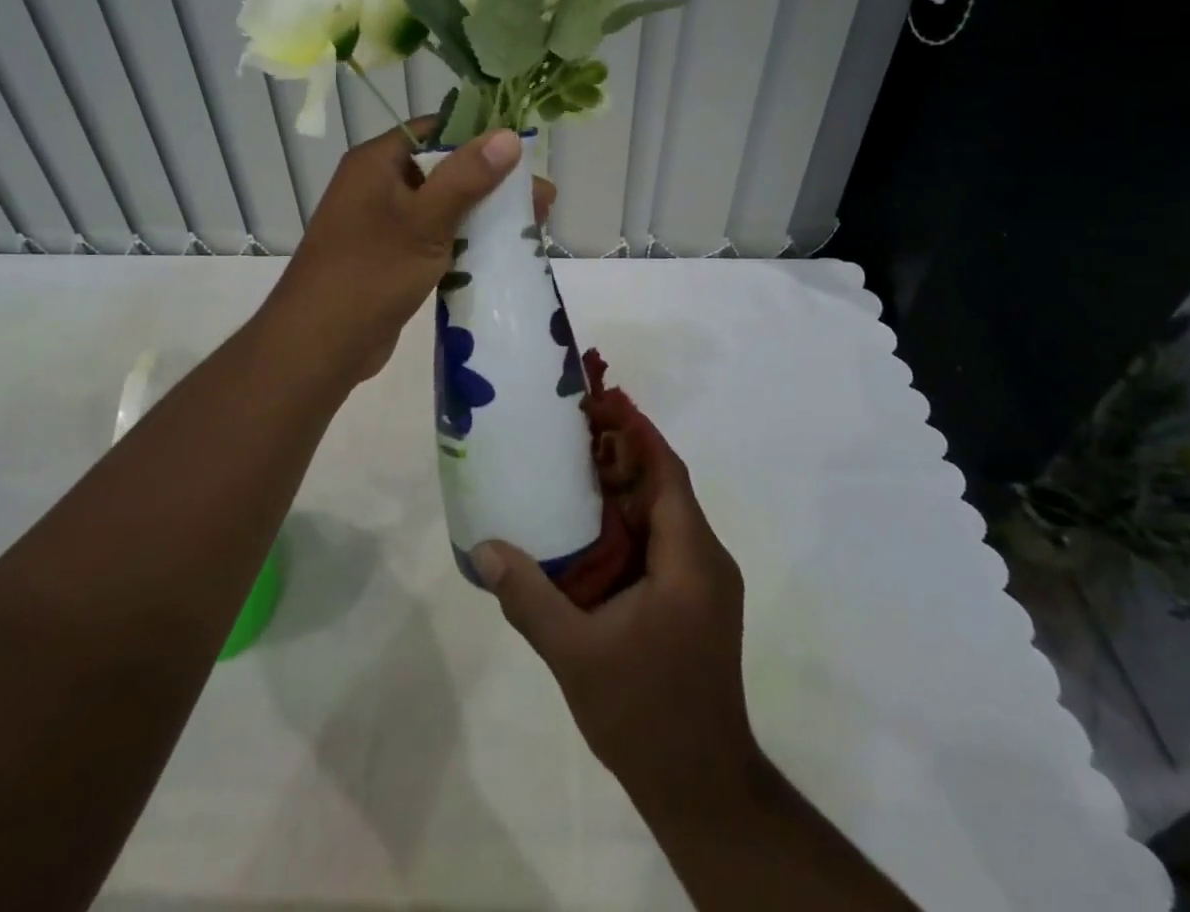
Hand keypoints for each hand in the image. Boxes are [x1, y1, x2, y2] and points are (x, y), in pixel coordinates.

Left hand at [267, 121, 554, 383]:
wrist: (320, 345)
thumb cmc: (371, 272)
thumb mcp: (425, 220)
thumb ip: (467, 177)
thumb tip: (508, 135)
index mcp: (377, 162)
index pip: (435, 130)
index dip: (480, 136)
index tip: (524, 152)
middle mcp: (378, 185)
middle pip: (444, 171)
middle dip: (493, 184)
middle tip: (543, 201)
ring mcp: (383, 224)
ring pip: (442, 208)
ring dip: (483, 216)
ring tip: (532, 227)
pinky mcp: (391, 258)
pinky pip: (434, 239)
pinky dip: (464, 243)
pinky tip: (500, 253)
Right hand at [471, 442, 757, 814]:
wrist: (702, 789)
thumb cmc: (645, 714)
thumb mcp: (576, 655)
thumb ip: (530, 597)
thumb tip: (484, 548)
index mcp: (690, 560)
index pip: (667, 472)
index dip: (635, 432)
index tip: (597, 402)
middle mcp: (705, 559)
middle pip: (663, 486)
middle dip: (619, 454)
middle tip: (565, 430)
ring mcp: (703, 582)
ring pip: (660, 513)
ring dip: (620, 488)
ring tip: (566, 466)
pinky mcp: (693, 601)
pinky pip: (659, 541)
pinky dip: (625, 522)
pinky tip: (583, 528)